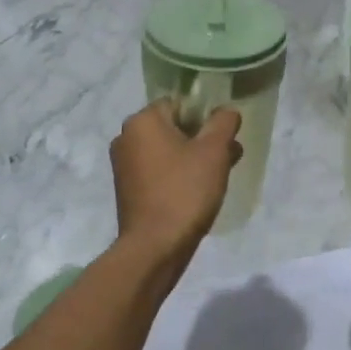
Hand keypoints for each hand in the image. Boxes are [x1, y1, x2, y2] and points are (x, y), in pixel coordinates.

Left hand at [111, 100, 242, 256]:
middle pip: (173, 127)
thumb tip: (227, 111)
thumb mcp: (214, 152)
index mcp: (142, 121)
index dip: (206, 117)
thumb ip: (223, 123)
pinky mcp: (127, 189)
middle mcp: (126, 137)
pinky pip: (158, 171)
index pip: (180, 103)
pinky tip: (196, 192)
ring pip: (167, 150)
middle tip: (227, 158)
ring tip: (217, 177)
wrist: (155, 246)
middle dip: (202, 139)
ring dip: (192, 158)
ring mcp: (123, 165)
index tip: (224, 138)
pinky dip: (177, 175)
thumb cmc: (185, 191)